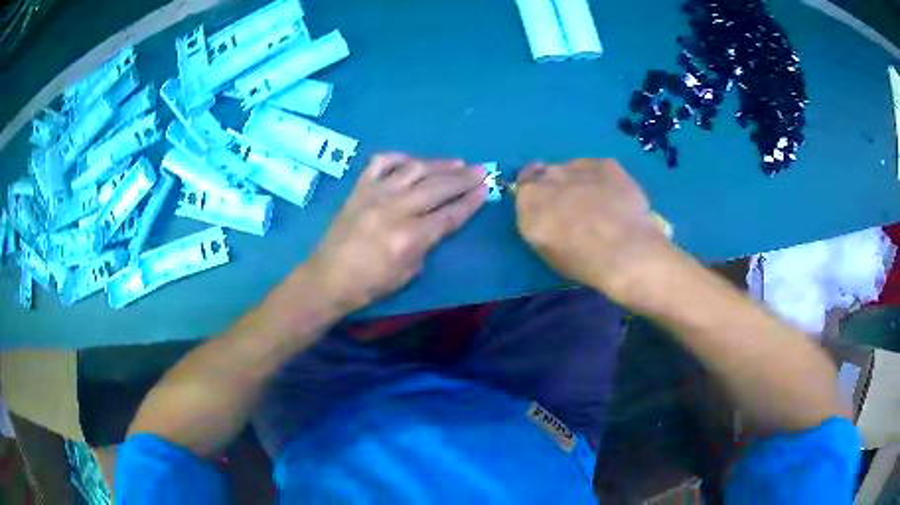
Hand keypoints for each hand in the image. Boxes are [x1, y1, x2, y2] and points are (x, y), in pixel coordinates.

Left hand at [307, 153, 487, 313]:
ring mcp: (376, 194)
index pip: (450, 214)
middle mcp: (395, 209)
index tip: (486, 189)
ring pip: (414, 169)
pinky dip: (400, 158)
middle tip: (481, 170)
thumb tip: (438, 222)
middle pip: (438, 187)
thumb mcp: (408, 274)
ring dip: (440, 164)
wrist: (328, 278)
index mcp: (410, 237)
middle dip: (464, 178)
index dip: (471, 201)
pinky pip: (382, 163)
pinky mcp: (360, 188)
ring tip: (458, 162)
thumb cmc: (370, 285)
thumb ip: (427, 244)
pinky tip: (412, 161)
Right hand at [516, 159, 670, 305]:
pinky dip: (602, 179)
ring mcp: (577, 167)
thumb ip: (542, 224)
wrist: (624, 250)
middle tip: (574, 205)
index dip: (535, 191)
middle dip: (556, 186)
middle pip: (547, 174)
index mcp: (529, 203)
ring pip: (572, 169)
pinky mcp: (604, 164)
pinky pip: (597, 168)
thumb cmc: (584, 261)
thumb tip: (550, 215)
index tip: (546, 200)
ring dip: (579, 181)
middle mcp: (548, 180)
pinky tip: (615, 197)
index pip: (524, 186)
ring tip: (599, 202)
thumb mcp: (549, 251)